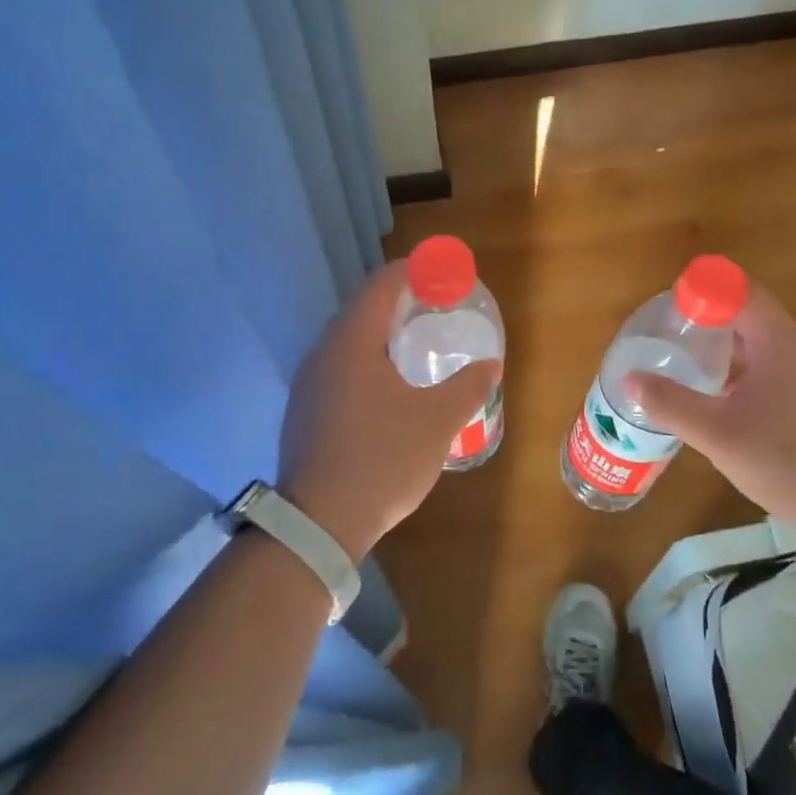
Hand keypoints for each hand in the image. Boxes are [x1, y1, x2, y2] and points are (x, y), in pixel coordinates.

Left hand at [278, 261, 500, 562]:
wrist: (318, 523)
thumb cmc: (383, 459)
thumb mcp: (438, 422)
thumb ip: (468, 387)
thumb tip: (491, 364)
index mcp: (353, 340)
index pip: (384, 284)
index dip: (416, 270)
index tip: (446, 273)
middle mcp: (323, 351)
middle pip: (364, 308)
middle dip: (402, 302)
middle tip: (439, 310)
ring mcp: (308, 382)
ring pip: (349, 340)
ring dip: (383, 334)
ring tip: (419, 347)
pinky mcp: (304, 409)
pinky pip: (340, 367)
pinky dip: (368, 361)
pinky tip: (388, 388)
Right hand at [625, 284, 795, 545]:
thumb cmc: (789, 461)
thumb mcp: (718, 435)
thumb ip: (672, 404)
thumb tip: (631, 380)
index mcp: (779, 341)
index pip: (738, 290)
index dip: (701, 291)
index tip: (668, 312)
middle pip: (748, 313)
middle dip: (706, 321)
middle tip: (668, 341)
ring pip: (761, 343)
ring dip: (724, 348)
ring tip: (687, 369)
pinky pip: (775, 367)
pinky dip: (744, 371)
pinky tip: (723, 401)